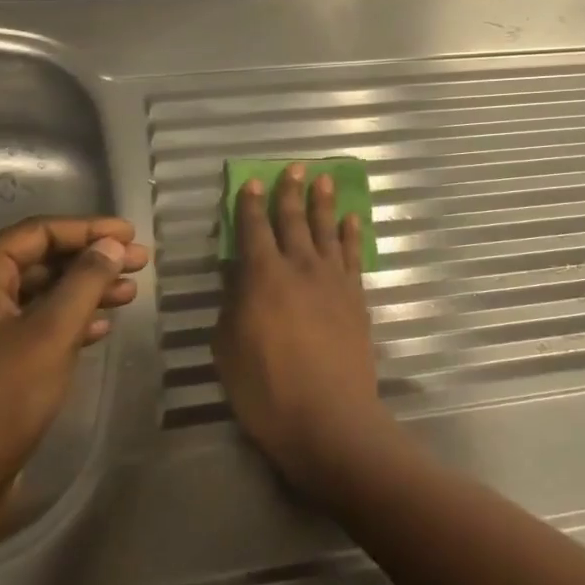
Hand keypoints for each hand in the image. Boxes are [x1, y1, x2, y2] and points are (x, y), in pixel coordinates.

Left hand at [0, 216, 149, 528]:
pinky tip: (102, 329)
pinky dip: (70, 320)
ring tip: (130, 293)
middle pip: (40, 260)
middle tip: (140, 263)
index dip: (88, 229)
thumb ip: (85, 282)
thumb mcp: (52, 333)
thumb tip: (112, 245)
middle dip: (91, 260)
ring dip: (85, 290)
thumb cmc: (0, 399)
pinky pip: (35, 324)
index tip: (132, 235)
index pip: (37, 233)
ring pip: (40, 293)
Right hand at [212, 164, 398, 498]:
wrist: (329, 418)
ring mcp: (333, 280)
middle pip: (294, 220)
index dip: (251, 204)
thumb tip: (237, 276)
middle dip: (291, 191)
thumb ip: (233, 305)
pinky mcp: (356, 297)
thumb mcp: (228, 348)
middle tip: (295, 166)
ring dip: (323, 203)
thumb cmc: (267, 390)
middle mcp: (300, 267)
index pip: (254, 229)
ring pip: (327, 230)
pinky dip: (352, 235)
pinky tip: (351, 220)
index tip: (253, 182)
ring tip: (324, 179)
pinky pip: (353, 255)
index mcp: (263, 276)